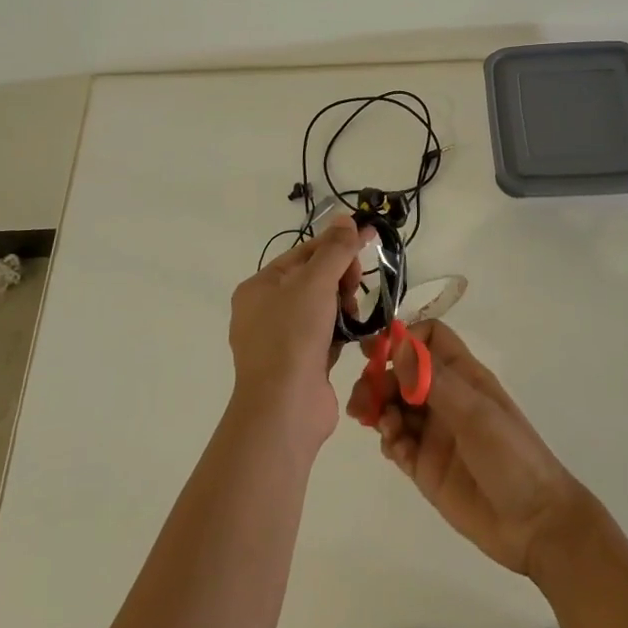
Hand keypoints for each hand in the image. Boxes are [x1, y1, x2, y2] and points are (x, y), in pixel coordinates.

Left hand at [228, 215, 362, 453]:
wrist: (285, 409)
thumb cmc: (293, 336)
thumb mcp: (315, 282)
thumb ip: (334, 249)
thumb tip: (346, 218)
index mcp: (259, 287)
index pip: (304, 253)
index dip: (336, 244)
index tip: (368, 237)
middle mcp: (265, 312)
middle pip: (314, 279)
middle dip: (340, 279)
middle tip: (354, 287)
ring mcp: (281, 341)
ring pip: (322, 308)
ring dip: (343, 307)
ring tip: (353, 317)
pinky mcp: (299, 365)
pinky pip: (325, 336)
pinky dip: (340, 333)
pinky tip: (353, 336)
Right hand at [347, 319, 591, 576]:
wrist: (533, 524)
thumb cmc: (512, 455)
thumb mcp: (475, 413)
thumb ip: (434, 380)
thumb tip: (397, 344)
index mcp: (462, 375)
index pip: (428, 339)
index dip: (404, 339)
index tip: (378, 352)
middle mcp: (444, 398)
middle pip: (402, 372)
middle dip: (379, 377)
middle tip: (364, 396)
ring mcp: (432, 432)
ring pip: (393, 406)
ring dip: (378, 407)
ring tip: (374, 420)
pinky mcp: (423, 465)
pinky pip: (395, 442)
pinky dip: (388, 439)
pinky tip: (395, 448)